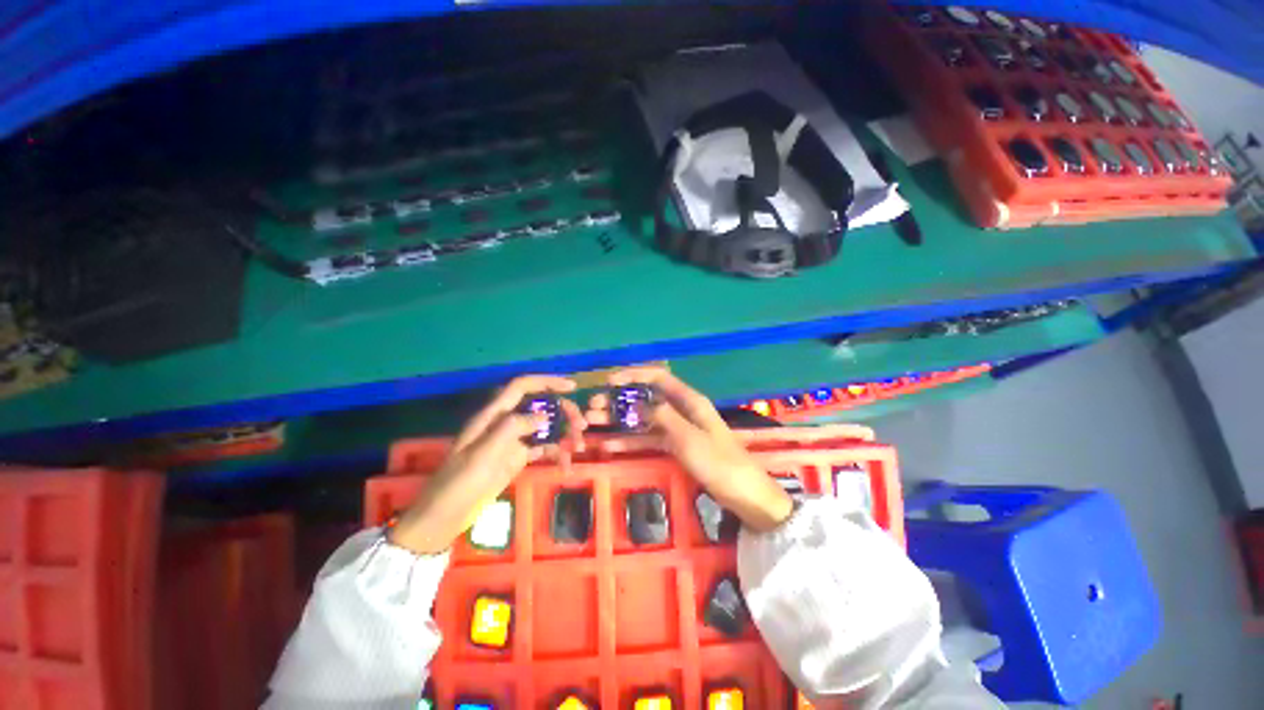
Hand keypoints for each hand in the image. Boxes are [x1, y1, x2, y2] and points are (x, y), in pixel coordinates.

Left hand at [389, 375, 586, 554]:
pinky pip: (542, 449)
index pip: (522, 387)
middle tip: (581, 427)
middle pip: (540, 407)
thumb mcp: (482, 455)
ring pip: (545, 428)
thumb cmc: (459, 484)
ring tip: (578, 448)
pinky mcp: (516, 459)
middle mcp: (505, 424)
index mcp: (493, 416)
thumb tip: (543, 416)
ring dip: (563, 434)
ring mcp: (512, 442)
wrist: (443, 518)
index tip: (572, 387)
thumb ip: (511, 428)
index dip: (547, 382)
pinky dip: (556, 453)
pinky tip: (566, 465)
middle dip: (563, 412)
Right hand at [587, 366, 792, 532]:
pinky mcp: (675, 447)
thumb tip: (636, 401)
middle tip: (592, 409)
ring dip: (619, 421)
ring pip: (643, 419)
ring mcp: (677, 429)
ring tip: (592, 425)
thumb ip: (663, 417)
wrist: (745, 496)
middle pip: (645, 399)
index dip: (633, 375)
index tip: (609, 382)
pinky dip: (630, 440)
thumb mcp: (689, 438)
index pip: (658, 378)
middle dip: (619, 401)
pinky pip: (649, 439)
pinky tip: (609, 445)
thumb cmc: (720, 463)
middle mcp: (681, 410)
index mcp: (689, 400)